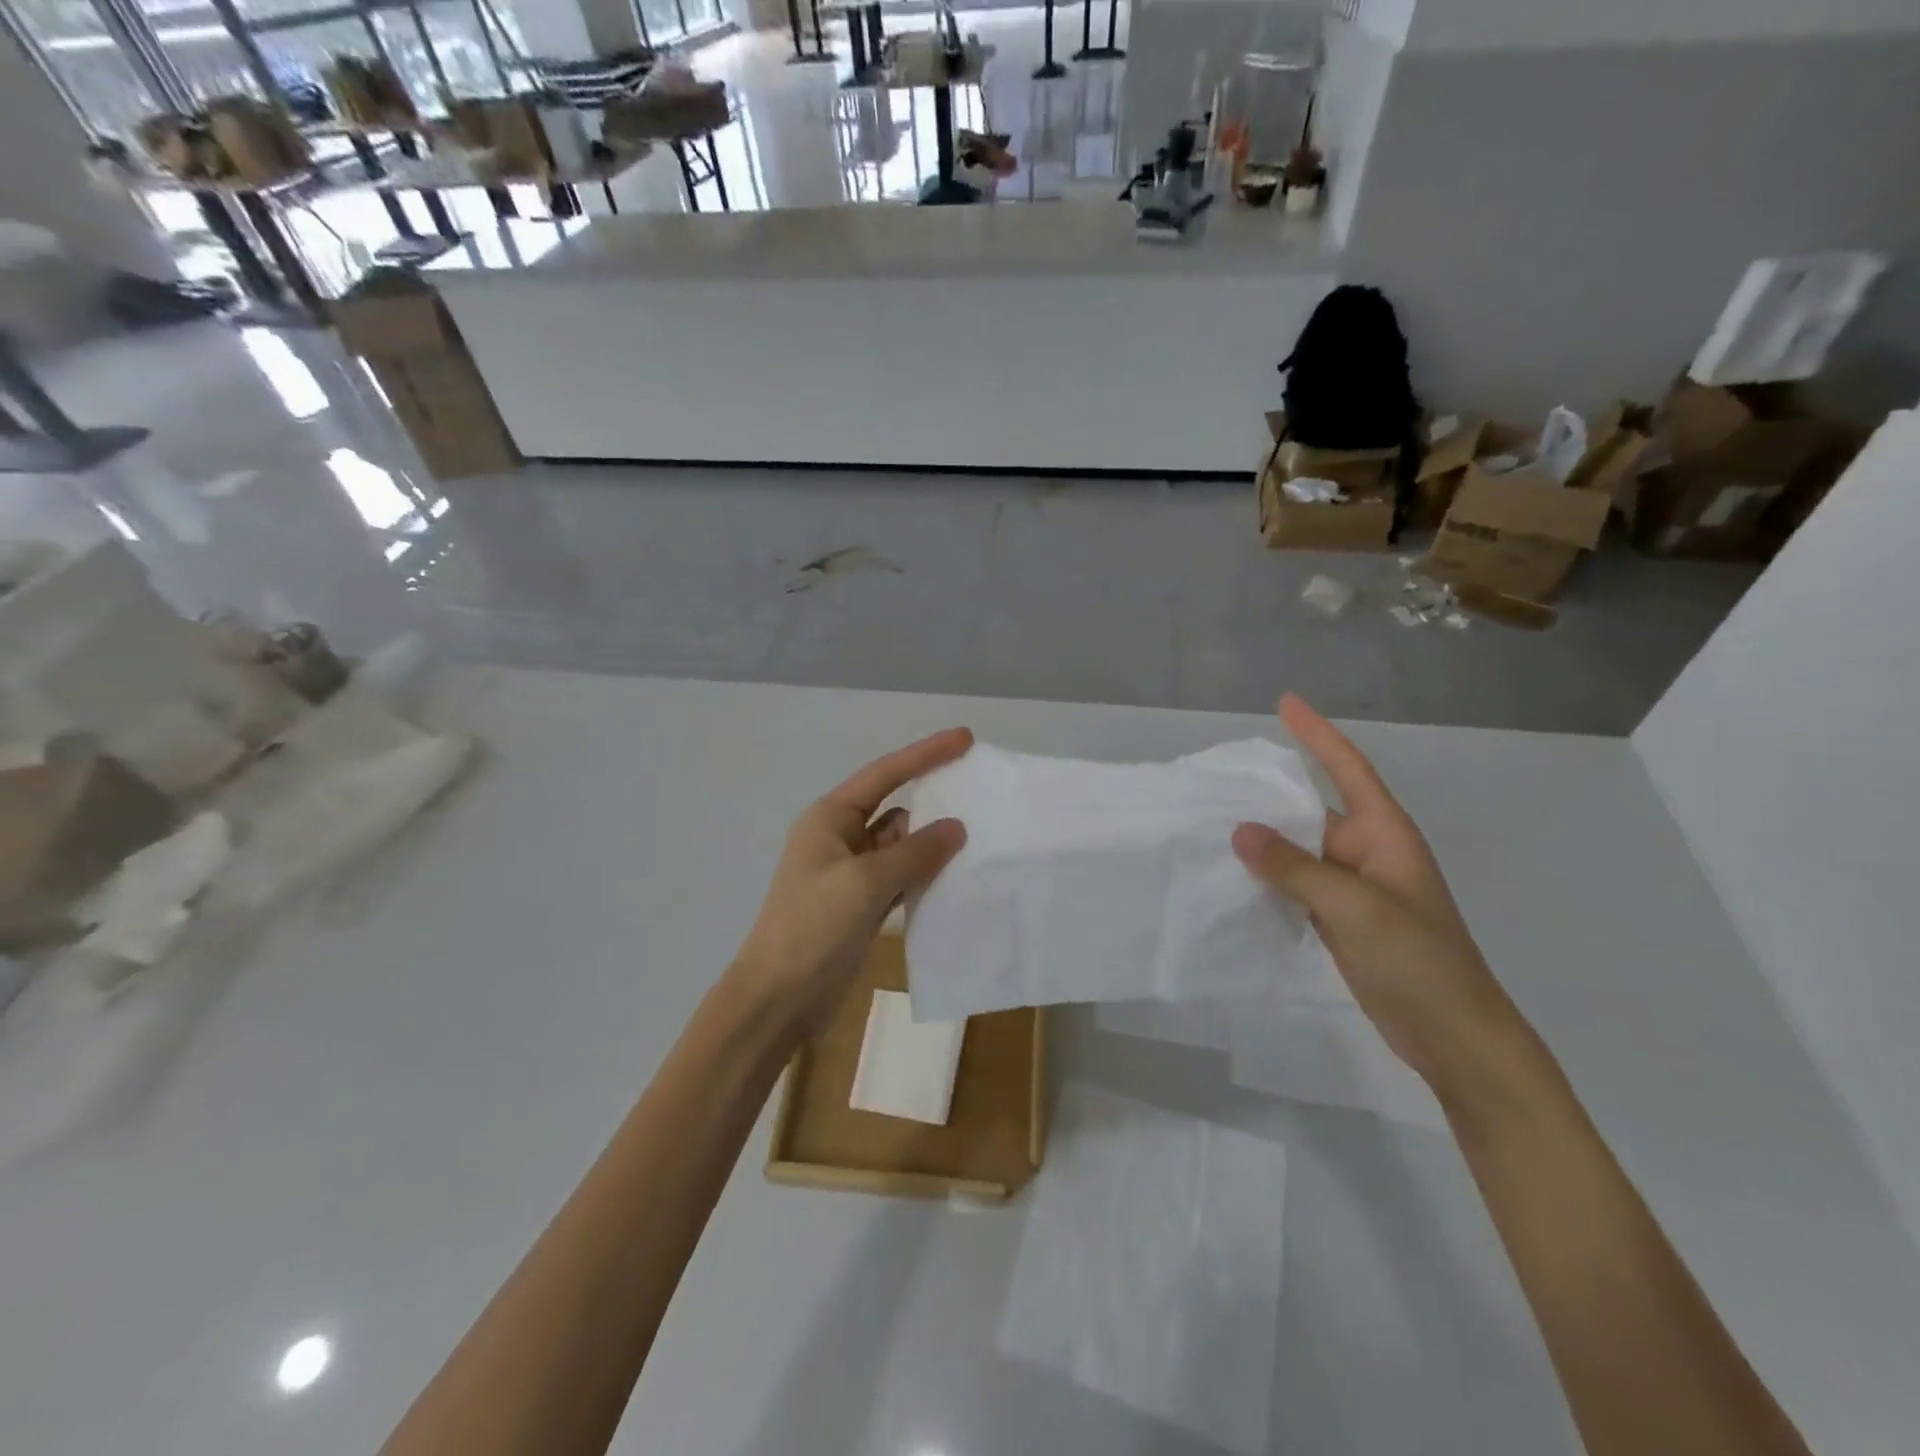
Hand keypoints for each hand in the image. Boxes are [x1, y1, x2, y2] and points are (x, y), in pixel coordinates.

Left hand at [730, 728, 971, 1034]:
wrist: (777, 1000)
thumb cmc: (813, 929)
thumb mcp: (865, 883)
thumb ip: (914, 852)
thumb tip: (956, 828)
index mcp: (830, 819)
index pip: (885, 774)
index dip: (925, 754)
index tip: (965, 739)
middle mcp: (840, 839)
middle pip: (895, 809)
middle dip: (934, 804)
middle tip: (982, 798)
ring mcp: (851, 875)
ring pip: (901, 847)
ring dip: (932, 845)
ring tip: (981, 841)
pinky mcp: (861, 906)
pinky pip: (901, 879)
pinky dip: (924, 877)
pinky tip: (956, 880)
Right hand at [1232, 696, 1526, 1097]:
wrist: (1453, 1036)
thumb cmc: (1419, 961)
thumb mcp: (1357, 908)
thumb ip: (1296, 868)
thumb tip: (1240, 830)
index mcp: (1384, 834)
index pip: (1347, 769)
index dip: (1317, 734)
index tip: (1285, 703)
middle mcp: (1366, 852)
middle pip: (1311, 809)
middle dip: (1269, 794)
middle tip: (1216, 779)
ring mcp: (1351, 888)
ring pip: (1297, 851)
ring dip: (1262, 841)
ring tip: (1209, 824)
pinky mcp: (1338, 920)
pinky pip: (1294, 886)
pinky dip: (1266, 879)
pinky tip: (1230, 877)